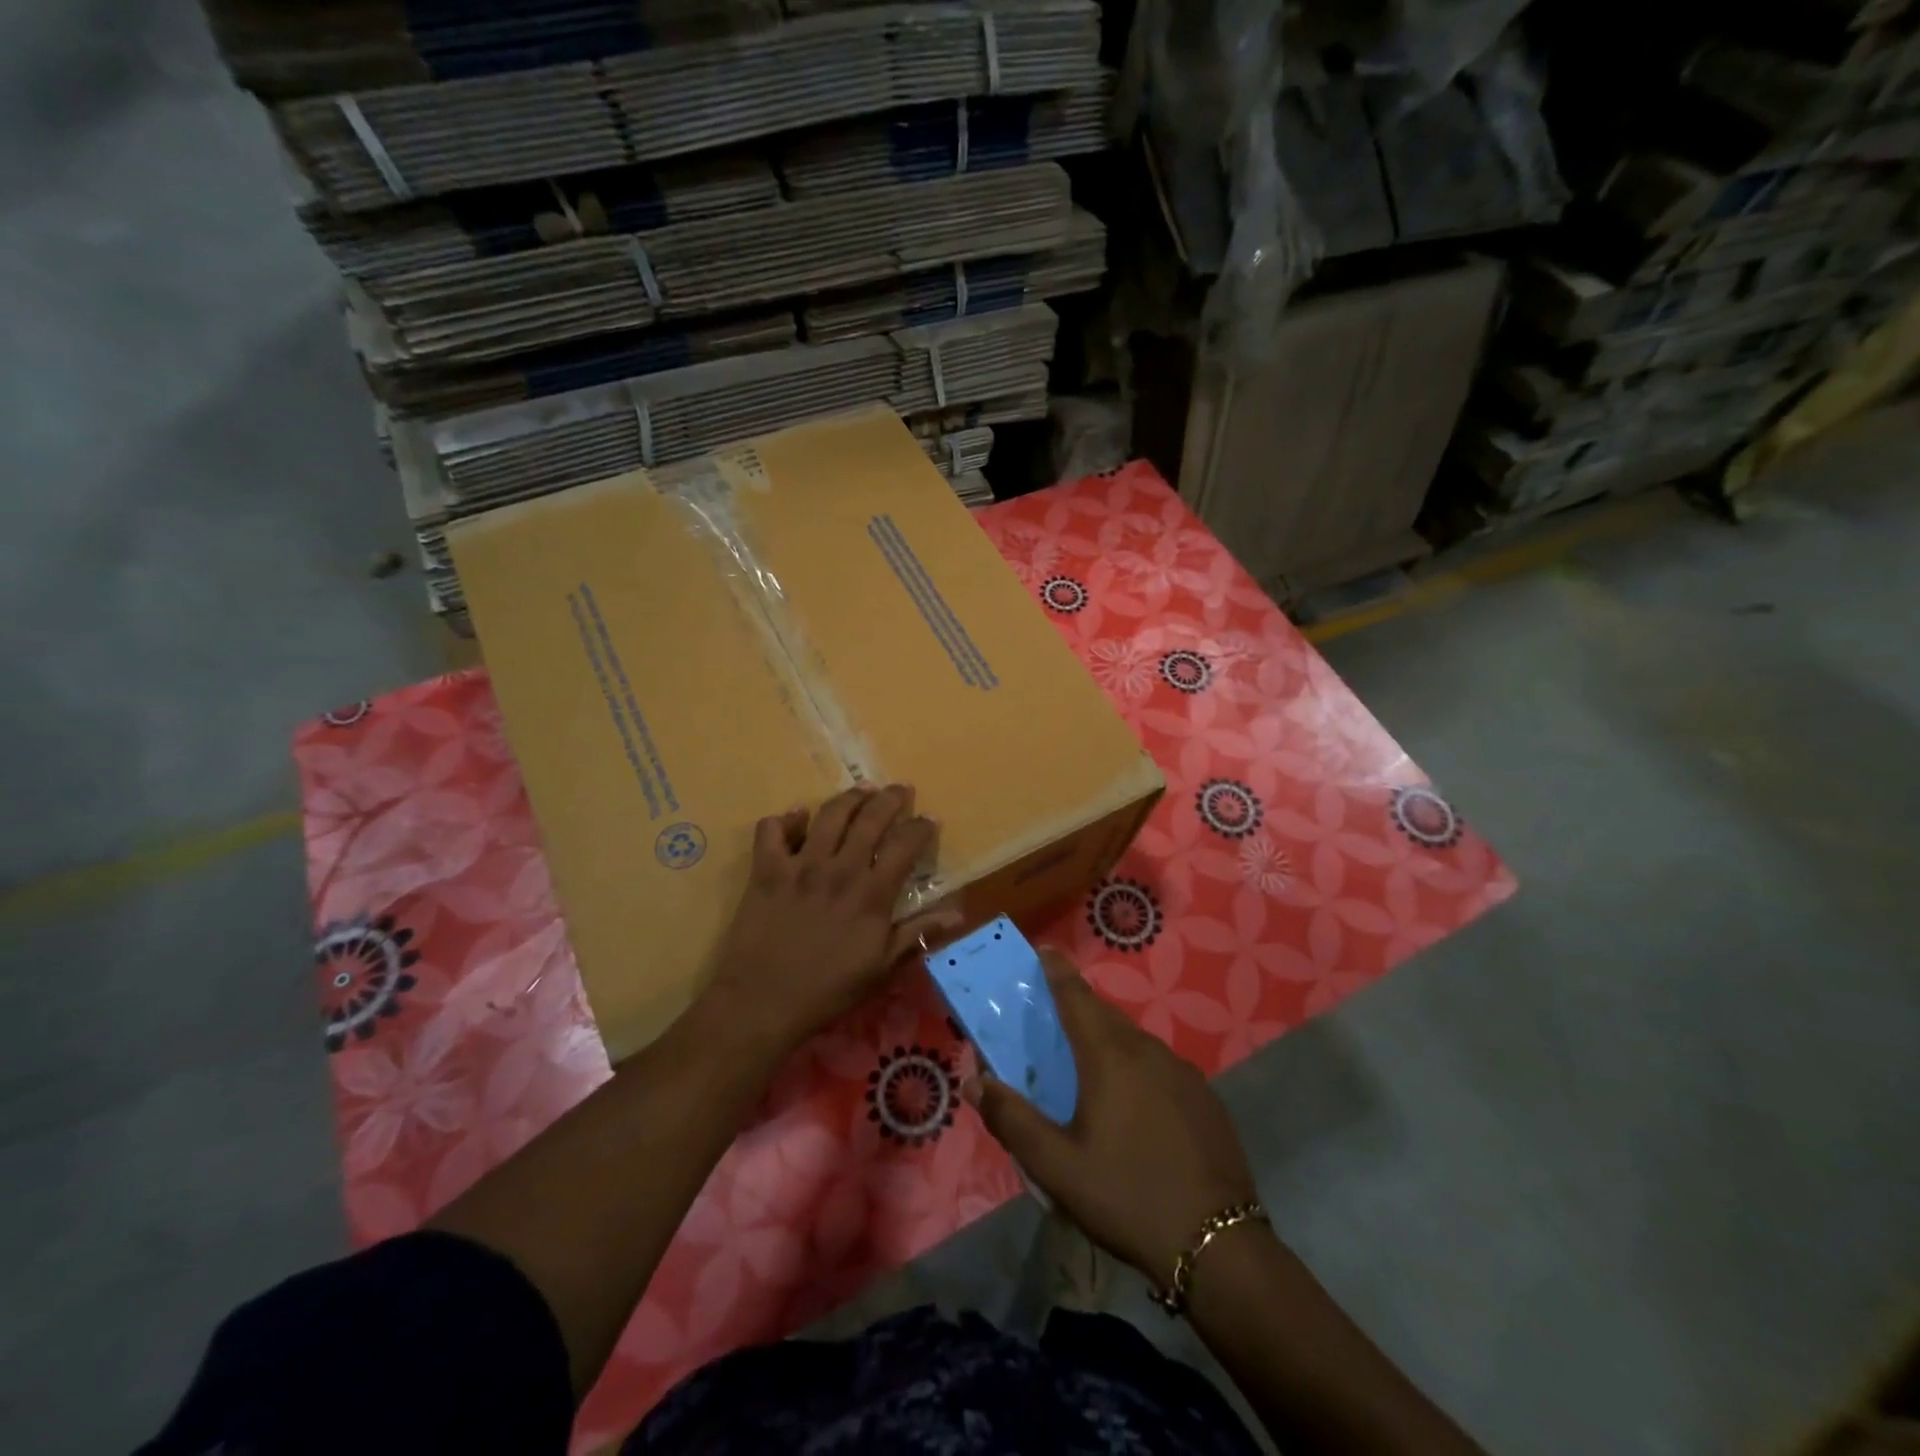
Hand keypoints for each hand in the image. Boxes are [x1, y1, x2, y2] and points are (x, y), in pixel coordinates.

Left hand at [708, 784, 960, 1055]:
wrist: (762, 1003)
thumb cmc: (828, 990)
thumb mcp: (881, 968)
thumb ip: (917, 934)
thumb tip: (957, 913)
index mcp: (872, 894)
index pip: (905, 845)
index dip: (921, 827)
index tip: (929, 820)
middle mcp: (840, 869)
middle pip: (870, 817)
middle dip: (890, 798)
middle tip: (900, 790)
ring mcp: (800, 866)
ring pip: (829, 814)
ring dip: (849, 797)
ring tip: (861, 791)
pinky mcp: (766, 870)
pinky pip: (771, 830)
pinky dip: (786, 819)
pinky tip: (796, 820)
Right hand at [968, 951, 1258, 1284]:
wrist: (1218, 1246)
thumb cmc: (1127, 1196)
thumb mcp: (1057, 1167)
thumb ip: (1012, 1120)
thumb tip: (973, 1080)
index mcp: (1110, 1057)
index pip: (1076, 998)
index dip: (1057, 972)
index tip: (1044, 950)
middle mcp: (1148, 1051)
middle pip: (1106, 1017)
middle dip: (1080, 1010)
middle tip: (1055, 1021)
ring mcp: (1183, 1072)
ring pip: (1136, 1042)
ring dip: (1109, 1043)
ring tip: (1091, 1069)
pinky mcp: (1206, 1098)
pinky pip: (1161, 1067)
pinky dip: (1138, 1069)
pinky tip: (1135, 1107)